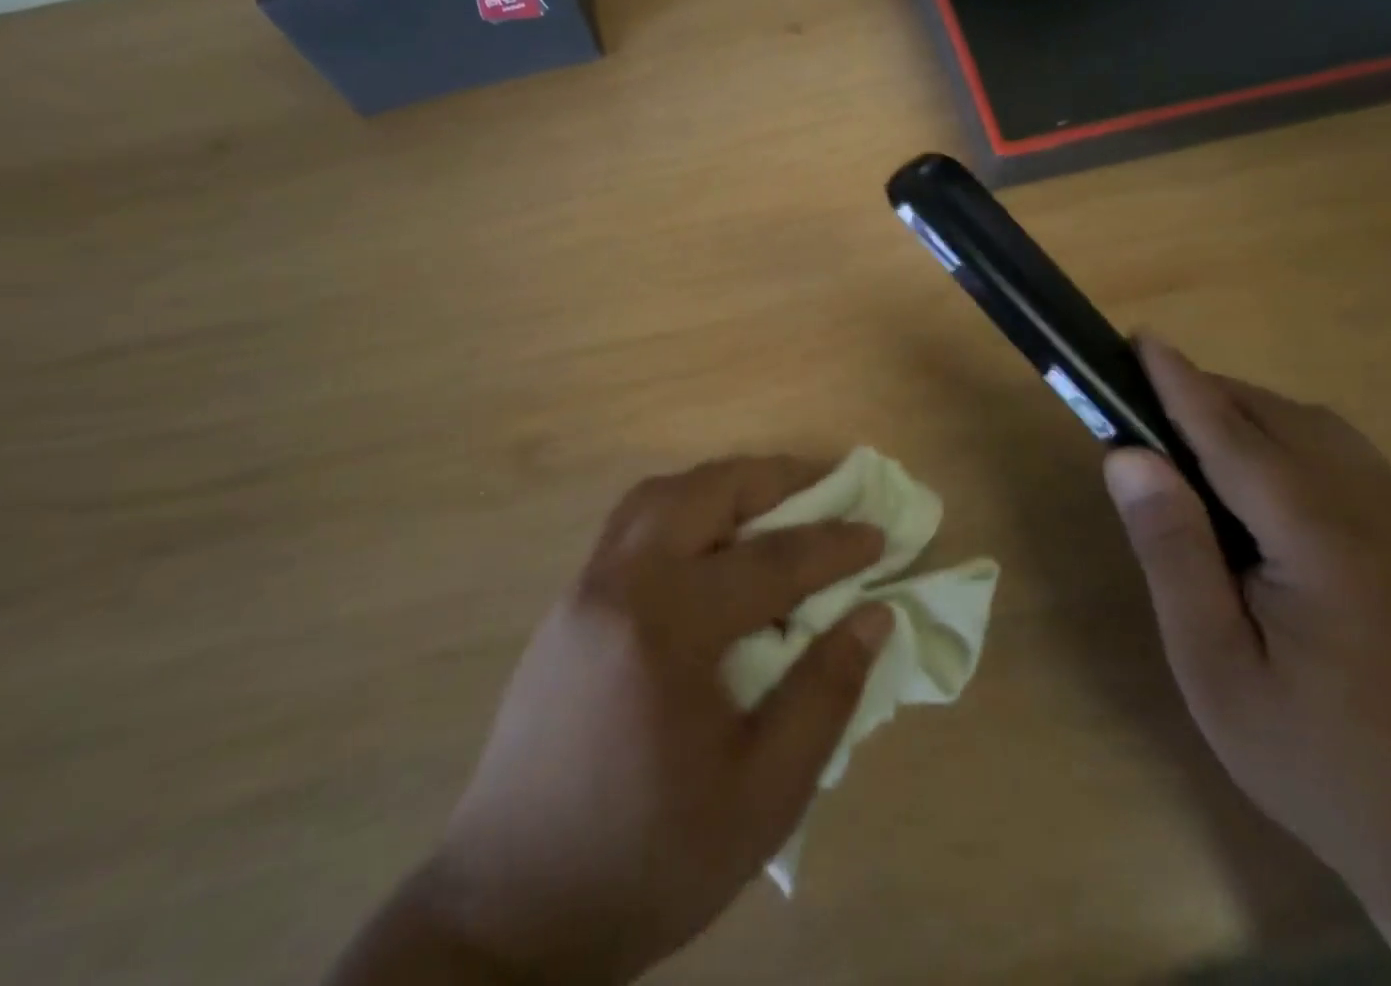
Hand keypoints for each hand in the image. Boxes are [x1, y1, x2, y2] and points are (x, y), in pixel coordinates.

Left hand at [424, 458, 892, 983]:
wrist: (513, 910)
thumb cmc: (649, 859)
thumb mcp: (763, 795)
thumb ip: (824, 694)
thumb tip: (874, 616)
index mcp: (666, 629)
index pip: (769, 562)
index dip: (832, 545)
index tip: (877, 534)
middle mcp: (619, 585)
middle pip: (704, 492)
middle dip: (772, 480)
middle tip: (824, 489)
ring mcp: (583, 589)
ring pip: (659, 496)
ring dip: (720, 487)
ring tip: (769, 506)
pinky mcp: (566, 606)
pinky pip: (630, 525)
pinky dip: (681, 510)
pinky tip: (708, 548)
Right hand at [1104, 339, 1390, 900]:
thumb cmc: (1310, 752)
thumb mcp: (1212, 662)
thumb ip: (1172, 549)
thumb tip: (1128, 456)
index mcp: (1321, 542)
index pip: (1235, 435)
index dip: (1181, 384)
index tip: (1140, 340)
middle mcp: (1374, 513)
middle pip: (1279, 419)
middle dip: (1207, 394)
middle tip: (1140, 406)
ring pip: (1317, 427)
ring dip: (1247, 412)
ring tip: (1188, 437)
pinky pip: (1344, 453)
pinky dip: (1286, 435)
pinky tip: (1257, 474)